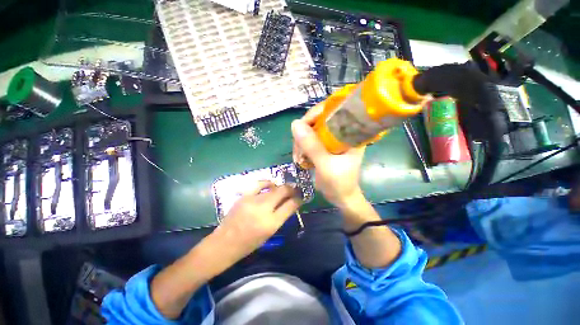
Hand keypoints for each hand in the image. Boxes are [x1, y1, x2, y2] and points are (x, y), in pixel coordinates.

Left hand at [215, 181, 301, 257]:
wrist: (225, 243)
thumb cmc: (249, 244)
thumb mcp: (270, 233)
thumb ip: (281, 217)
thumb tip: (290, 204)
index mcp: (271, 223)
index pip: (290, 205)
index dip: (298, 199)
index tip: (300, 197)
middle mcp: (263, 209)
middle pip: (283, 192)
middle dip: (292, 189)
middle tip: (294, 190)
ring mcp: (253, 200)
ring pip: (273, 188)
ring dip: (281, 187)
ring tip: (284, 188)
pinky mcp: (244, 196)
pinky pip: (259, 184)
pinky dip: (267, 183)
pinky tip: (271, 185)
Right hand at [291, 103, 365, 208]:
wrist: (342, 198)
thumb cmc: (339, 183)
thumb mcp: (325, 165)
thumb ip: (312, 146)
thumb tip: (295, 124)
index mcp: (351, 132)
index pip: (334, 110)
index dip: (316, 114)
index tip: (301, 126)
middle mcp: (343, 132)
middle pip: (320, 119)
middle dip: (305, 131)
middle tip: (298, 148)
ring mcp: (333, 139)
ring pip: (312, 129)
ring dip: (302, 141)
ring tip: (298, 156)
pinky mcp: (325, 146)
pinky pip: (310, 139)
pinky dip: (303, 146)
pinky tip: (300, 156)